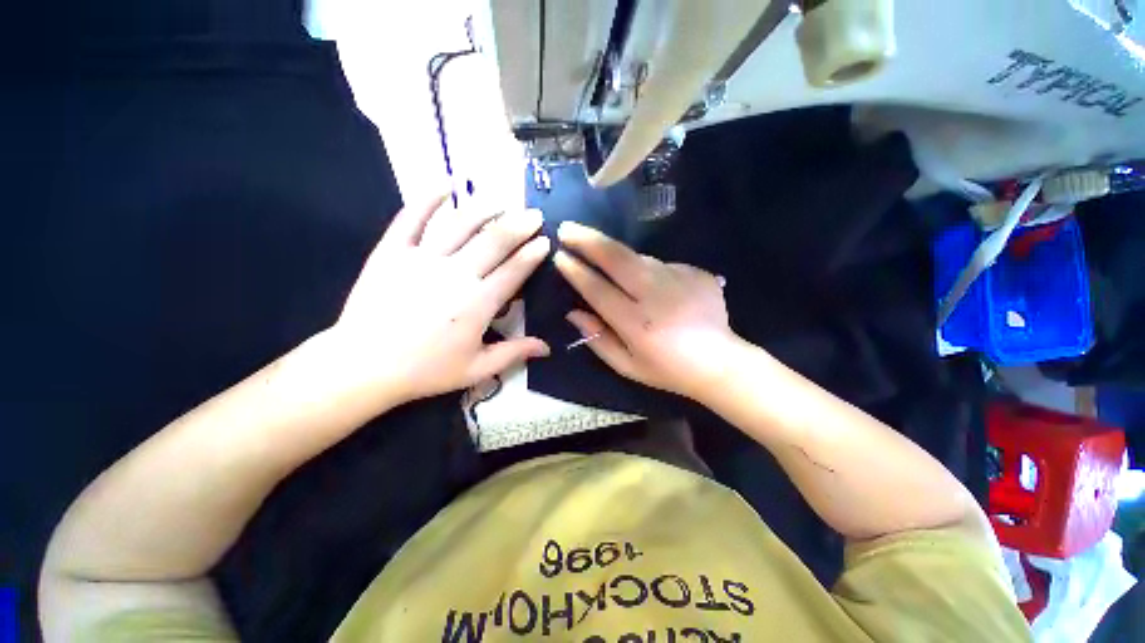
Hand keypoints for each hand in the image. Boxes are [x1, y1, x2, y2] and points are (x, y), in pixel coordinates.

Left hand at [329, 194, 550, 406]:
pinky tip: (445, 185)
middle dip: (519, 225)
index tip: (545, 241)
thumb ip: (514, 353)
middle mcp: (456, 273)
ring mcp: (422, 258)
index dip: (533, 253)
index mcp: (478, 302)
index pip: (514, 270)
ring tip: (502, 202)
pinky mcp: (392, 251)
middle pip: (494, 241)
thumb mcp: (477, 369)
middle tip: (534, 214)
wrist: (364, 365)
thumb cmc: (425, 370)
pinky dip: (429, 199)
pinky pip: (411, 218)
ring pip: (460, 224)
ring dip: (485, 209)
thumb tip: (547, 348)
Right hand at [553, 221, 740, 399]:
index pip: (598, 290)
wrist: (719, 362)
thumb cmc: (666, 369)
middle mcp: (657, 296)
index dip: (576, 271)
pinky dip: (643, 268)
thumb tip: (573, 312)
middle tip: (566, 228)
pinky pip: (659, 264)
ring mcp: (679, 280)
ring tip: (596, 249)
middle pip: (617, 258)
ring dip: (613, 251)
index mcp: (637, 324)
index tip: (559, 256)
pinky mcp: (695, 272)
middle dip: (588, 240)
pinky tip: (645, 282)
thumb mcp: (626, 366)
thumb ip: (597, 339)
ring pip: (637, 256)